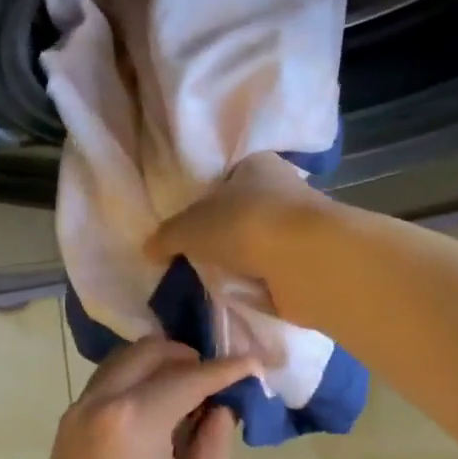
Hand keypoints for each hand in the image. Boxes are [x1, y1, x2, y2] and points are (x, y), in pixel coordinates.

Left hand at [22, 338, 254, 458]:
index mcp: (133, 417)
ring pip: (119, 366)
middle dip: (185, 356)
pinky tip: (156, 413)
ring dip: (155, 367)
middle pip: (146, 354)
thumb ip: (213, 443)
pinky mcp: (64, 436)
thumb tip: (219, 409)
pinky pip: (103, 390)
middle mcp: (98, 403)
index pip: (189, 377)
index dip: (226, 369)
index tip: (254, 362)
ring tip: (189, 393)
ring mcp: (74, 417)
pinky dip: (132, 386)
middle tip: (216, 377)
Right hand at [147, 152, 327, 307]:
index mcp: (257, 165)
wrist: (303, 260)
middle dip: (224, 235)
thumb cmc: (243, 224)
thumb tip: (148, 249)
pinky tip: (242, 293)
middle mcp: (283, 189)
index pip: (228, 177)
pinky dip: (260, 283)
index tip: (190, 225)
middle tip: (197, 257)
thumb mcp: (189, 227)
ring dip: (244, 261)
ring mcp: (299, 228)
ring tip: (217, 280)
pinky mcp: (309, 262)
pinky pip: (274, 272)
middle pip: (244, 212)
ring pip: (260, 243)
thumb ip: (167, 236)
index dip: (207, 199)